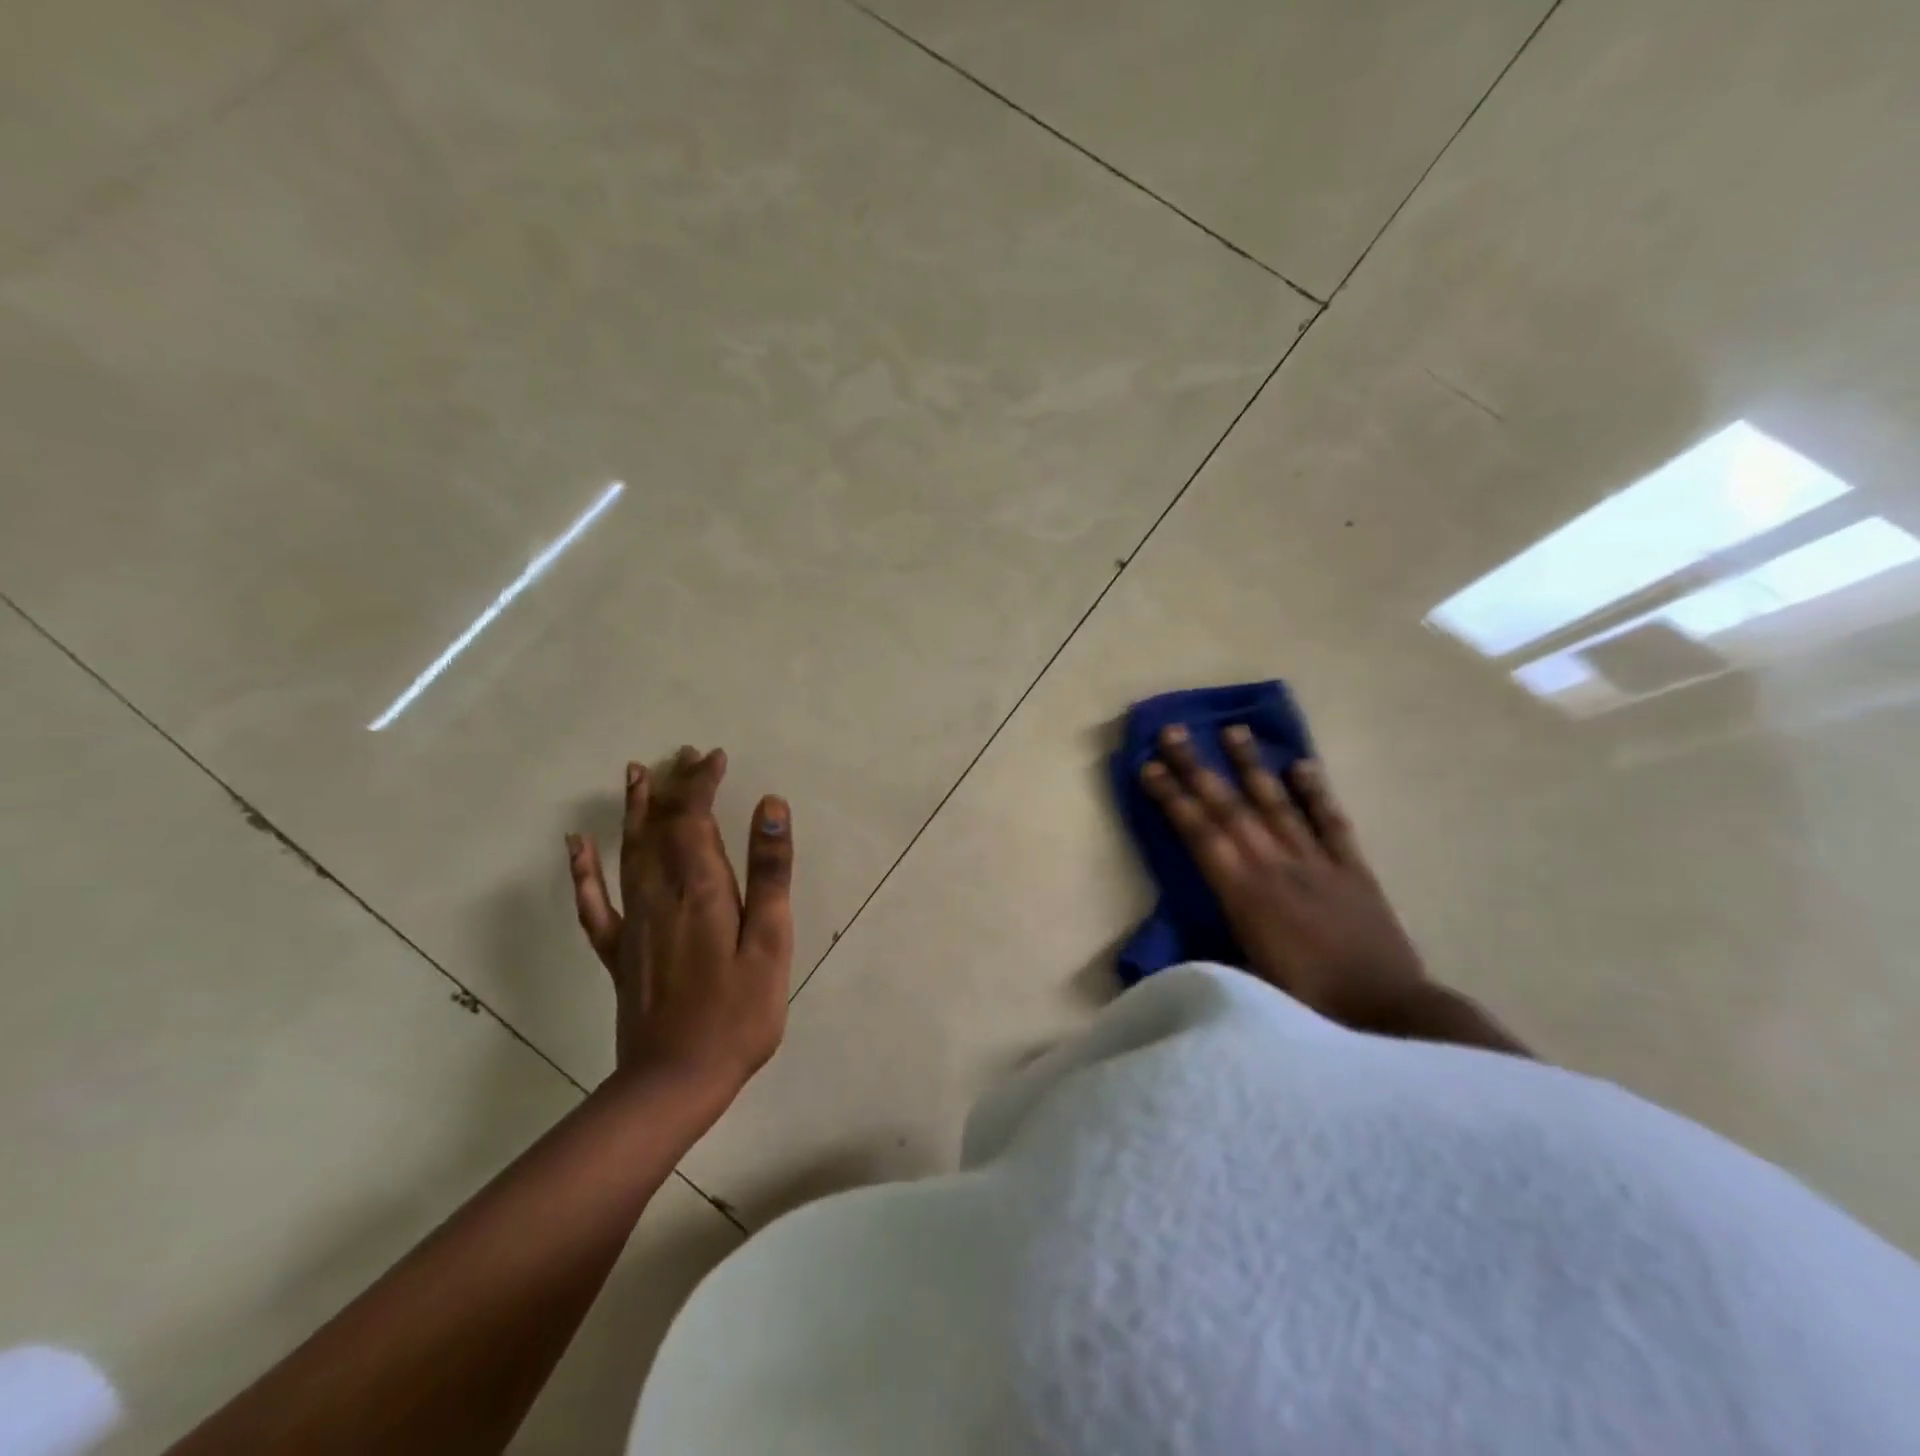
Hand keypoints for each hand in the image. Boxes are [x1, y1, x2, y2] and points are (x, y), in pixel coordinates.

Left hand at [567, 746, 793, 1091]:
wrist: (675, 1080)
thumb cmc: (739, 1012)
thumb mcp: (771, 941)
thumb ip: (769, 872)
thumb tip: (770, 805)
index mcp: (700, 889)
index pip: (694, 817)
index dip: (702, 782)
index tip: (715, 757)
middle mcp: (660, 894)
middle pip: (661, 826)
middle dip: (673, 786)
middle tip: (684, 755)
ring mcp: (633, 923)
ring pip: (629, 852)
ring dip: (634, 811)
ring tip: (636, 775)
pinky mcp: (619, 952)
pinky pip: (594, 902)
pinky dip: (584, 871)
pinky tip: (577, 847)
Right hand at [1140, 724, 1426, 1028]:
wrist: (1388, 1014)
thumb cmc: (1307, 1004)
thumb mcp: (1244, 982)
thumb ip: (1208, 950)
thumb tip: (1171, 944)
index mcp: (1244, 894)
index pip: (1200, 834)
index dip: (1172, 798)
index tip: (1149, 767)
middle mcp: (1276, 866)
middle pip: (1231, 808)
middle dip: (1197, 768)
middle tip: (1174, 732)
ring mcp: (1317, 863)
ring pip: (1278, 803)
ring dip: (1251, 766)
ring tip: (1233, 730)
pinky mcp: (1353, 870)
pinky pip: (1331, 822)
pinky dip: (1316, 792)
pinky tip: (1302, 765)